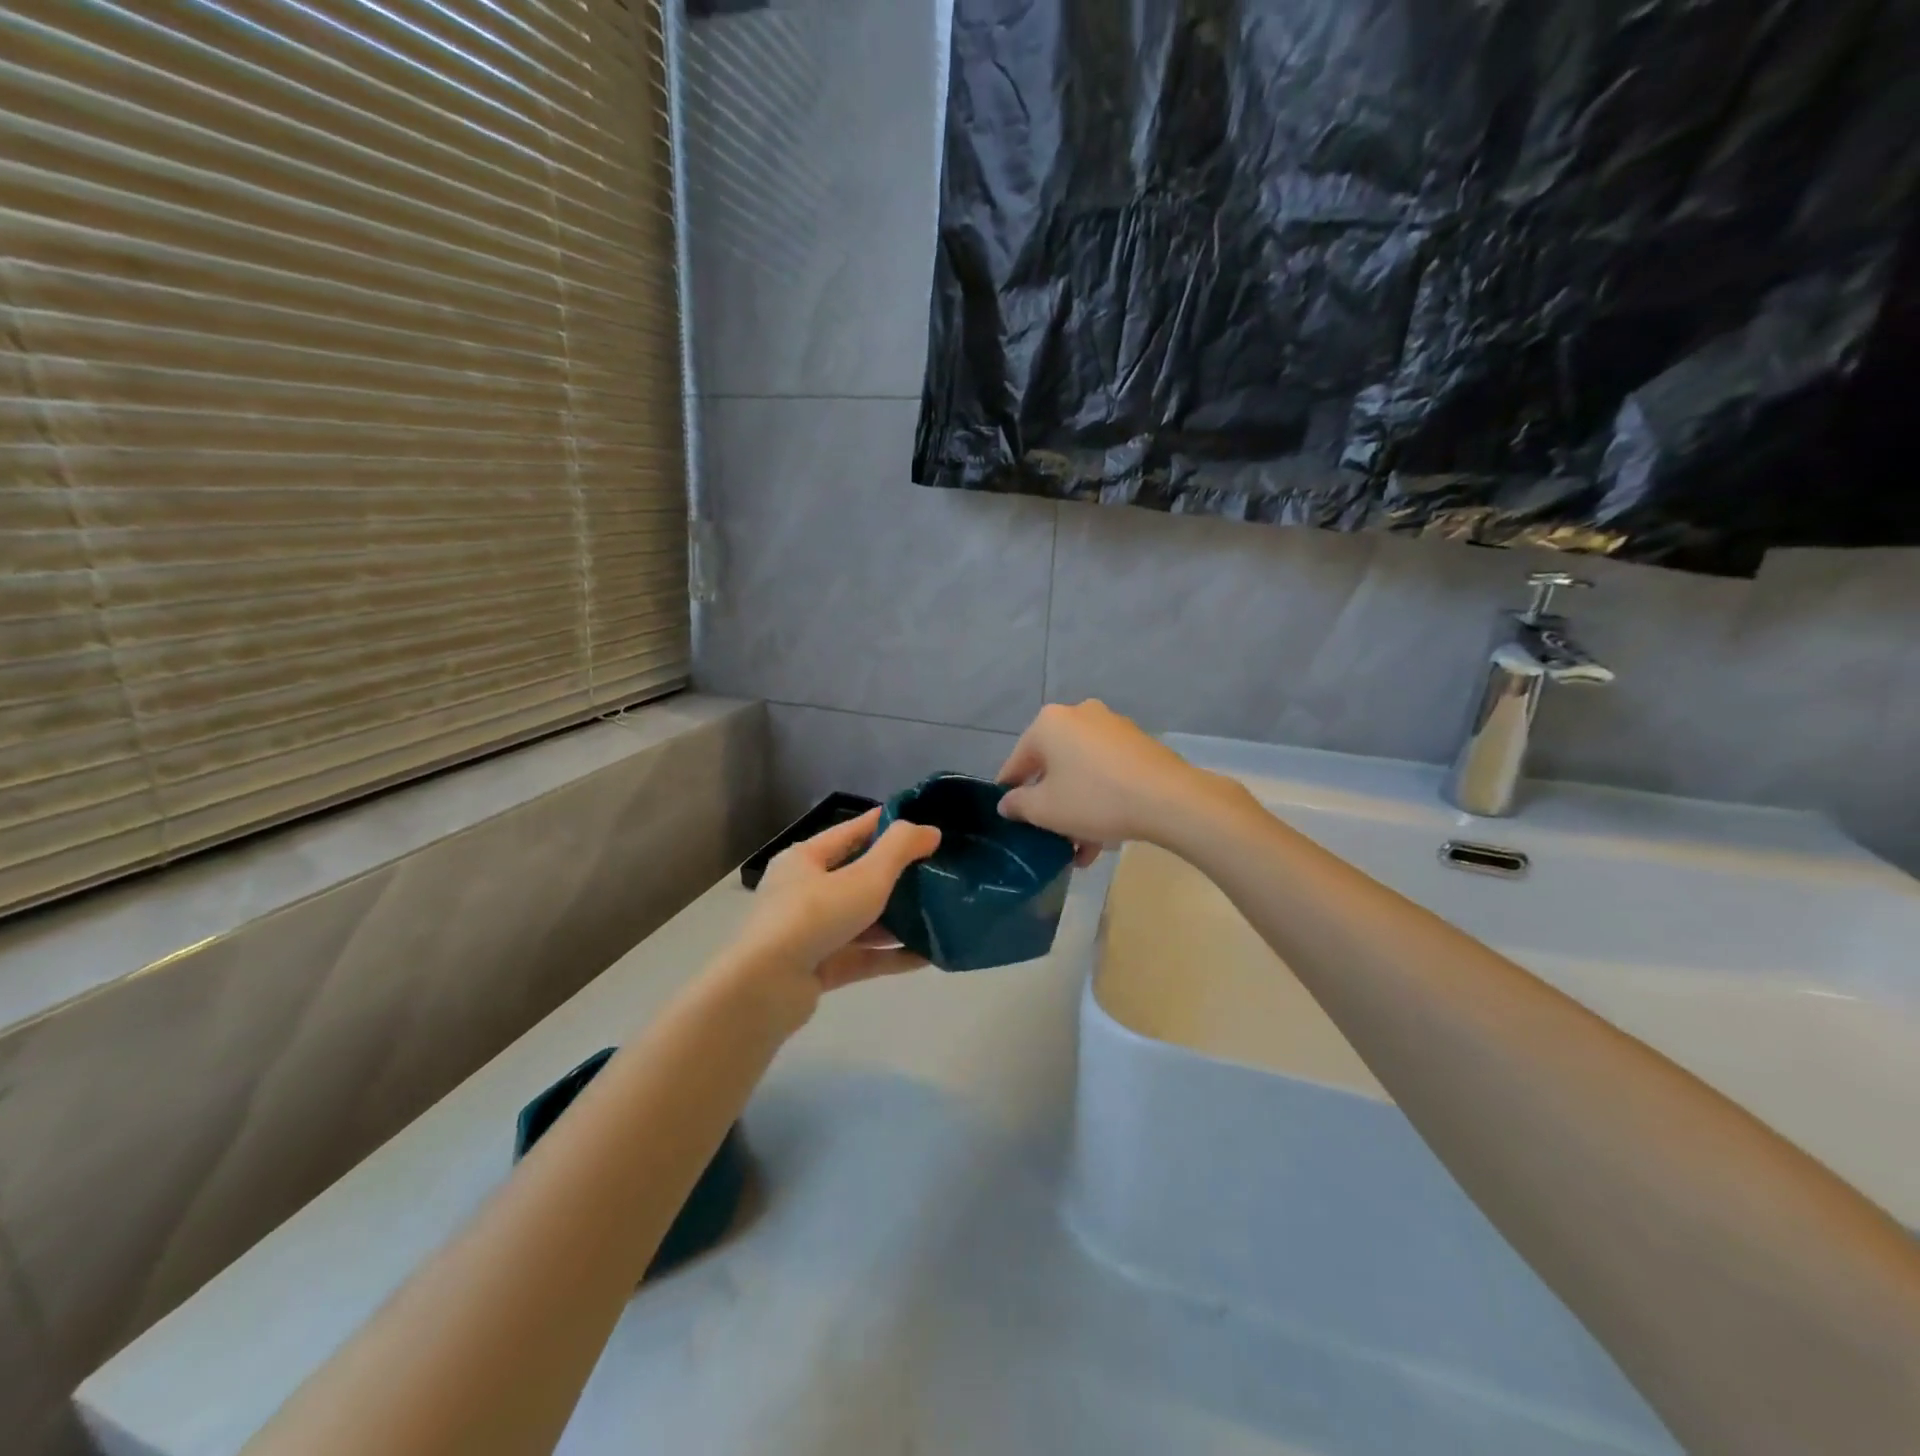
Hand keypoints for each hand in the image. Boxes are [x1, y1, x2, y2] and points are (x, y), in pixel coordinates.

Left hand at [725, 810, 941, 1028]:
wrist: (765, 990)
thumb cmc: (813, 917)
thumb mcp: (864, 876)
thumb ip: (899, 849)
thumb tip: (930, 831)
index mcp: (805, 860)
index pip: (851, 832)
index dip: (887, 825)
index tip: (923, 824)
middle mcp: (804, 892)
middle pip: (858, 877)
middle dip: (898, 876)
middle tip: (939, 871)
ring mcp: (810, 933)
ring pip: (862, 920)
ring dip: (898, 919)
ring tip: (940, 914)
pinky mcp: (818, 968)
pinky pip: (863, 956)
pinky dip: (892, 954)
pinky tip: (928, 955)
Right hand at [997, 701, 1215, 856]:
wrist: (1169, 800)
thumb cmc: (1094, 799)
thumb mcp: (1045, 810)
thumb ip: (1018, 805)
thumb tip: (1008, 803)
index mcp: (1048, 723)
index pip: (1017, 762)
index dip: (1011, 794)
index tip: (1012, 820)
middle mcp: (1078, 715)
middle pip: (1052, 766)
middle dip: (1050, 805)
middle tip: (1050, 837)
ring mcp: (1112, 727)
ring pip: (1082, 773)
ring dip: (1076, 809)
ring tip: (1080, 849)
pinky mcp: (1137, 744)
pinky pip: (1106, 772)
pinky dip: (1100, 799)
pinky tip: (1104, 837)